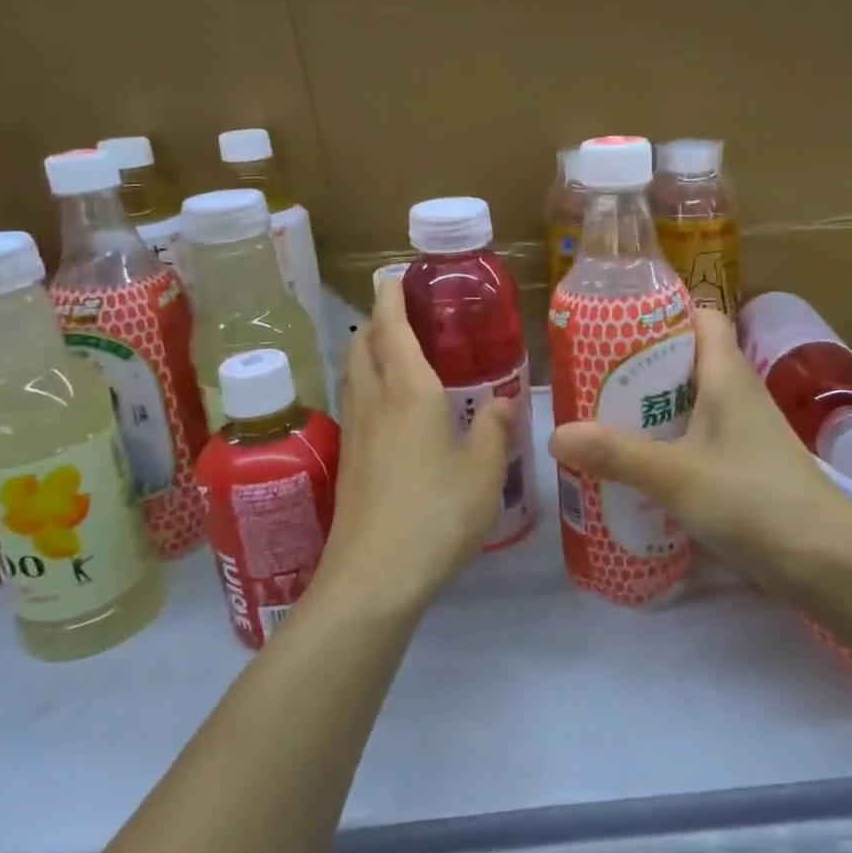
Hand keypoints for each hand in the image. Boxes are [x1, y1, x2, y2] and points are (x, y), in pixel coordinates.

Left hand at [316, 278, 513, 614]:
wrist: (374, 577)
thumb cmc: (437, 513)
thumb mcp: (485, 471)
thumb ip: (495, 430)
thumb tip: (502, 401)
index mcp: (409, 393)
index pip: (392, 329)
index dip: (391, 298)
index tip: (390, 275)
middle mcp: (375, 403)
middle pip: (362, 346)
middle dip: (375, 321)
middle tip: (400, 314)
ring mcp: (355, 434)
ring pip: (353, 375)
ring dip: (367, 353)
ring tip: (392, 354)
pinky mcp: (349, 463)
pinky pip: (355, 405)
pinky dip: (366, 386)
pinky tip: (387, 410)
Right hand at [547, 308, 844, 587]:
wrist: (826, 561)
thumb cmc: (752, 499)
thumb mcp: (675, 475)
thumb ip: (616, 454)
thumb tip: (555, 433)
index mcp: (727, 374)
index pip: (703, 317)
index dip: (665, 312)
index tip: (617, 327)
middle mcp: (739, 393)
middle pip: (689, 360)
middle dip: (643, 366)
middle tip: (595, 380)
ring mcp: (745, 432)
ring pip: (693, 402)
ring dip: (654, 409)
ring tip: (605, 421)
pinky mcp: (746, 467)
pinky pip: (700, 439)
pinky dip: (670, 444)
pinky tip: (640, 466)